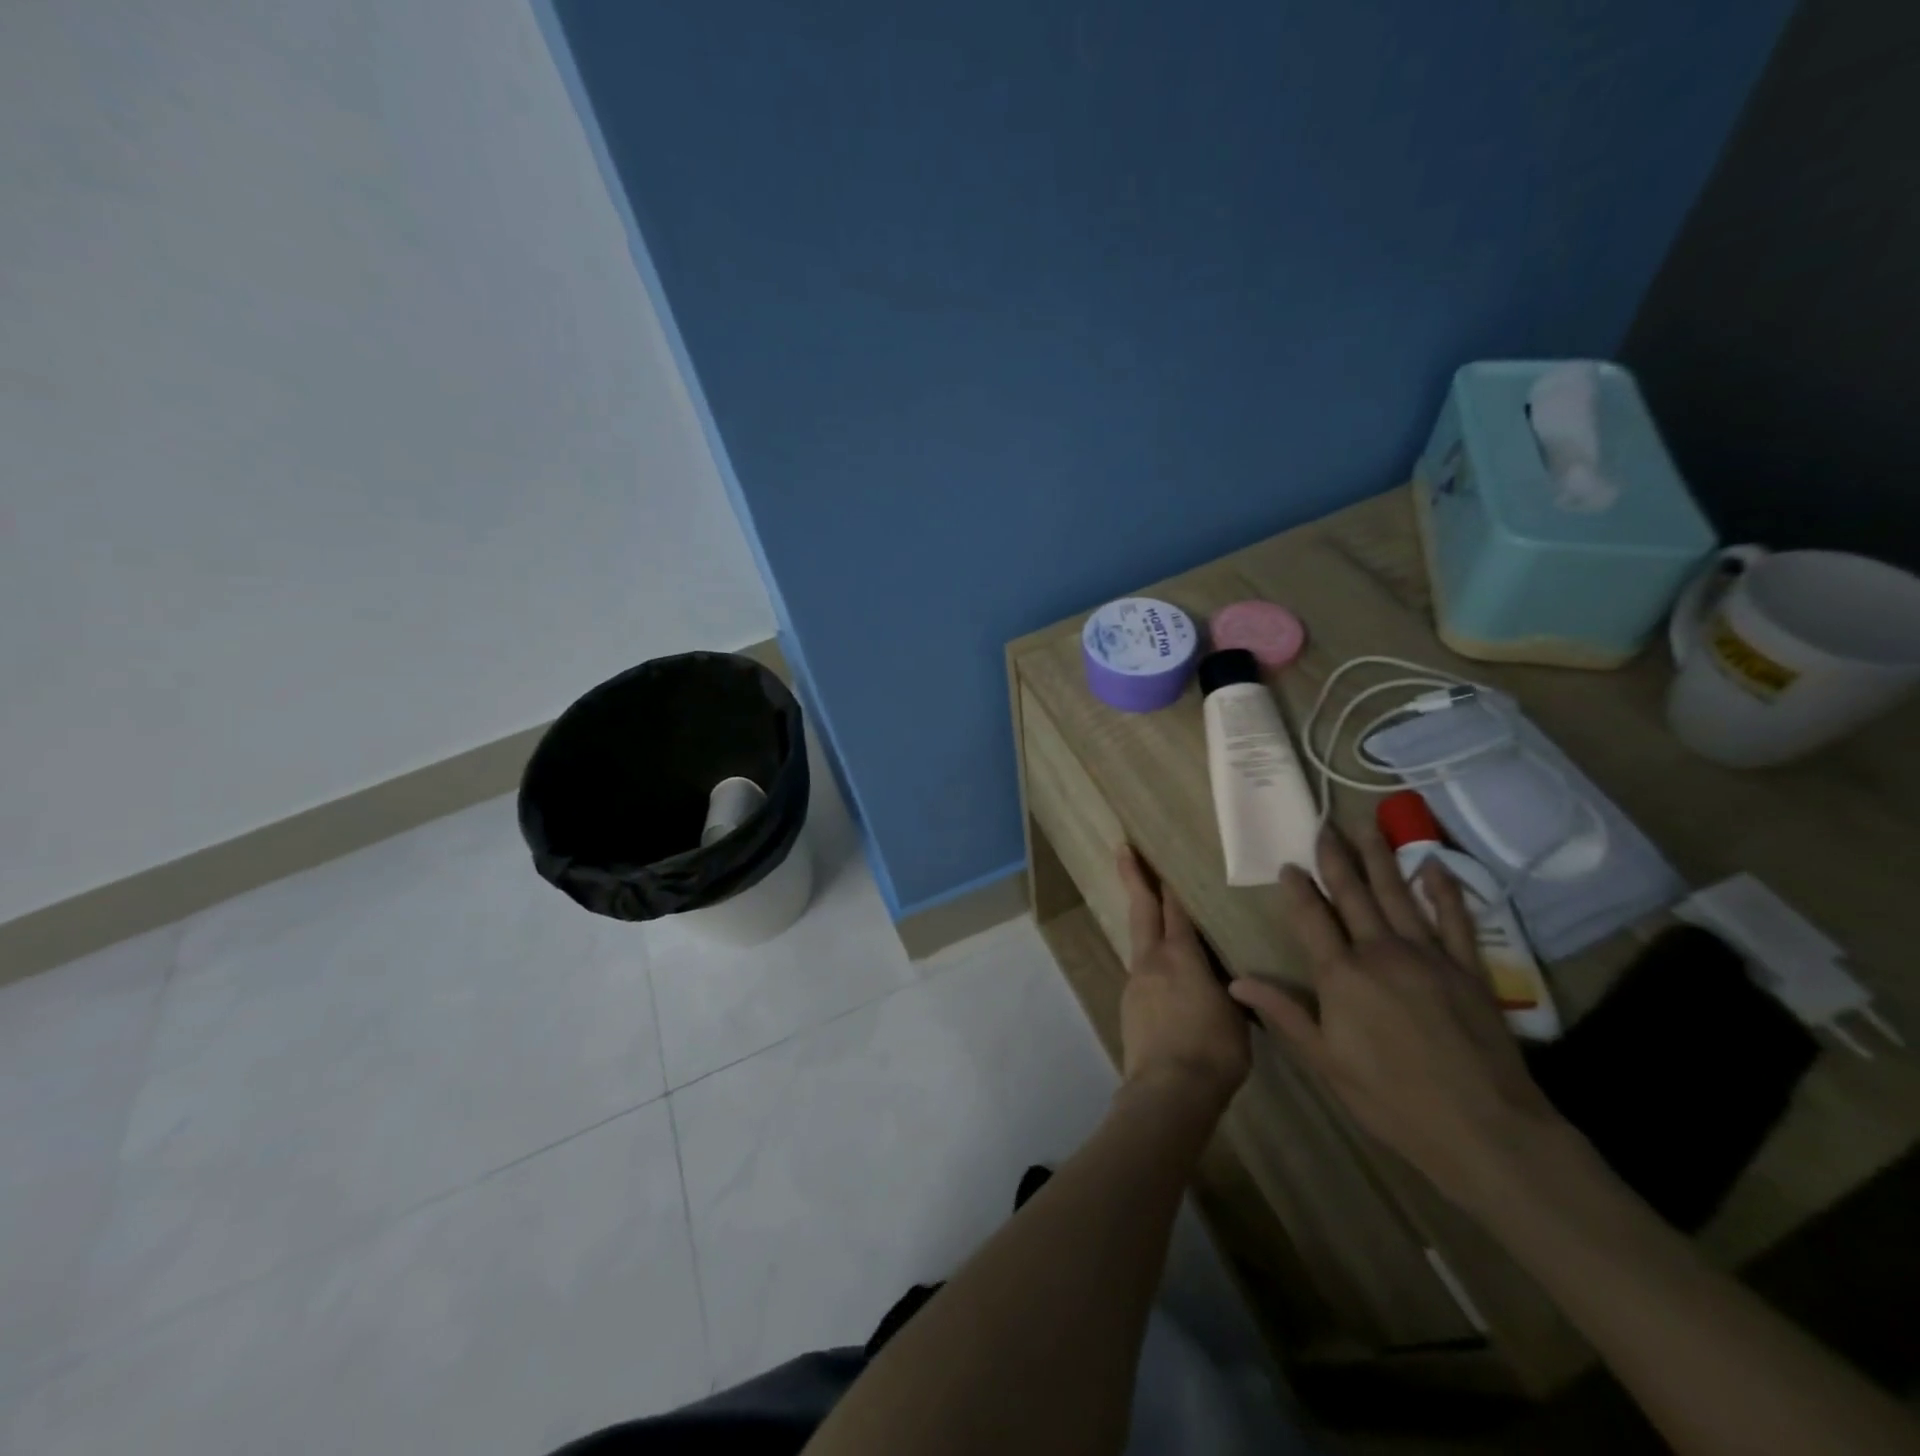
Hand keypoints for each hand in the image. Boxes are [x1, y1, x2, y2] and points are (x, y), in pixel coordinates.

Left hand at [1115, 845, 1249, 1112]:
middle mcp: (1152, 961)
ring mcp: (1136, 983)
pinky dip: (1149, 961)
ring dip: (1143, 922)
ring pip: (1139, 941)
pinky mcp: (1129, 1006)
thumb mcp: (1236, 1014)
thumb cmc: (1214, 1051)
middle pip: (1142, 910)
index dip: (1169, 882)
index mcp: (1182, 957)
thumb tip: (1225, 979)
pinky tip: (1162, 976)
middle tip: (1123, 849)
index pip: (1176, 909)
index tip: (1159, 856)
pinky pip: (1141, 972)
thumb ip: (1228, 987)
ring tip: (1151, 913)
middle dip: (1134, 878)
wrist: (1168, 1091)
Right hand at [1228, 825, 1564, 1207]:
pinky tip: (1432, 865)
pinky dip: (1443, 889)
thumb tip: (1236, 981)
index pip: (1311, 919)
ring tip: (1366, 827)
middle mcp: (1380, 953)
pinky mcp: (1467, 968)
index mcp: (1341, 976)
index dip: (1298, 889)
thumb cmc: (1392, 1100)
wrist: (1485, 1130)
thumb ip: (1283, 1013)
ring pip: (1397, 895)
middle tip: (1324, 827)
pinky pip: (1454, 918)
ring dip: (1379, 859)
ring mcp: (1427, 956)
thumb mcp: (1325, 1062)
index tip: (1289, 864)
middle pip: (1354, 895)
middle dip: (1336, 859)